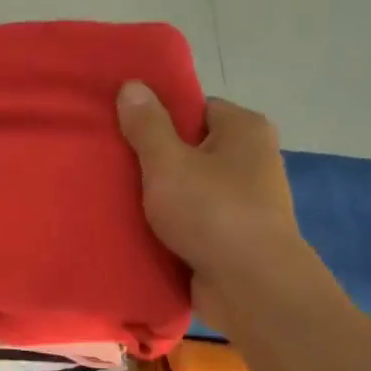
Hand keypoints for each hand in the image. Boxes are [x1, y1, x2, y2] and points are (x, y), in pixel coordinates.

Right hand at [116, 83, 304, 310]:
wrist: (251, 285)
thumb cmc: (211, 212)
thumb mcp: (168, 163)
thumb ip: (147, 126)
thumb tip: (132, 85)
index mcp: (245, 129)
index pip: (197, 108)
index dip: (161, 119)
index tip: (127, 134)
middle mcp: (254, 159)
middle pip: (193, 149)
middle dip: (157, 161)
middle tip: (117, 168)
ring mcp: (248, 201)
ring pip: (193, 188)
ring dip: (163, 197)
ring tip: (121, 201)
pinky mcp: (237, 236)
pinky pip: (197, 220)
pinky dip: (175, 225)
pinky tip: (142, 231)